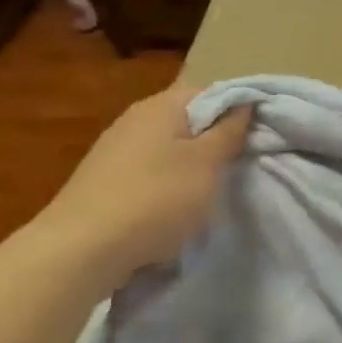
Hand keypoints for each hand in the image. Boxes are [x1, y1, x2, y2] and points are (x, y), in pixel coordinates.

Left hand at [33, 88, 252, 291]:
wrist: (81, 250)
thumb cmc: (156, 198)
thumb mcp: (207, 163)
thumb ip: (229, 131)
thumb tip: (244, 104)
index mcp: (161, 106)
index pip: (211, 92)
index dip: (239, 110)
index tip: (259, 137)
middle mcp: (135, 119)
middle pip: (189, 120)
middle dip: (216, 141)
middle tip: (240, 166)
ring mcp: (115, 151)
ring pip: (170, 149)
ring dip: (193, 167)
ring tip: (211, 192)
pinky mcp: (104, 181)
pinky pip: (150, 173)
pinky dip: (168, 186)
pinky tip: (175, 210)